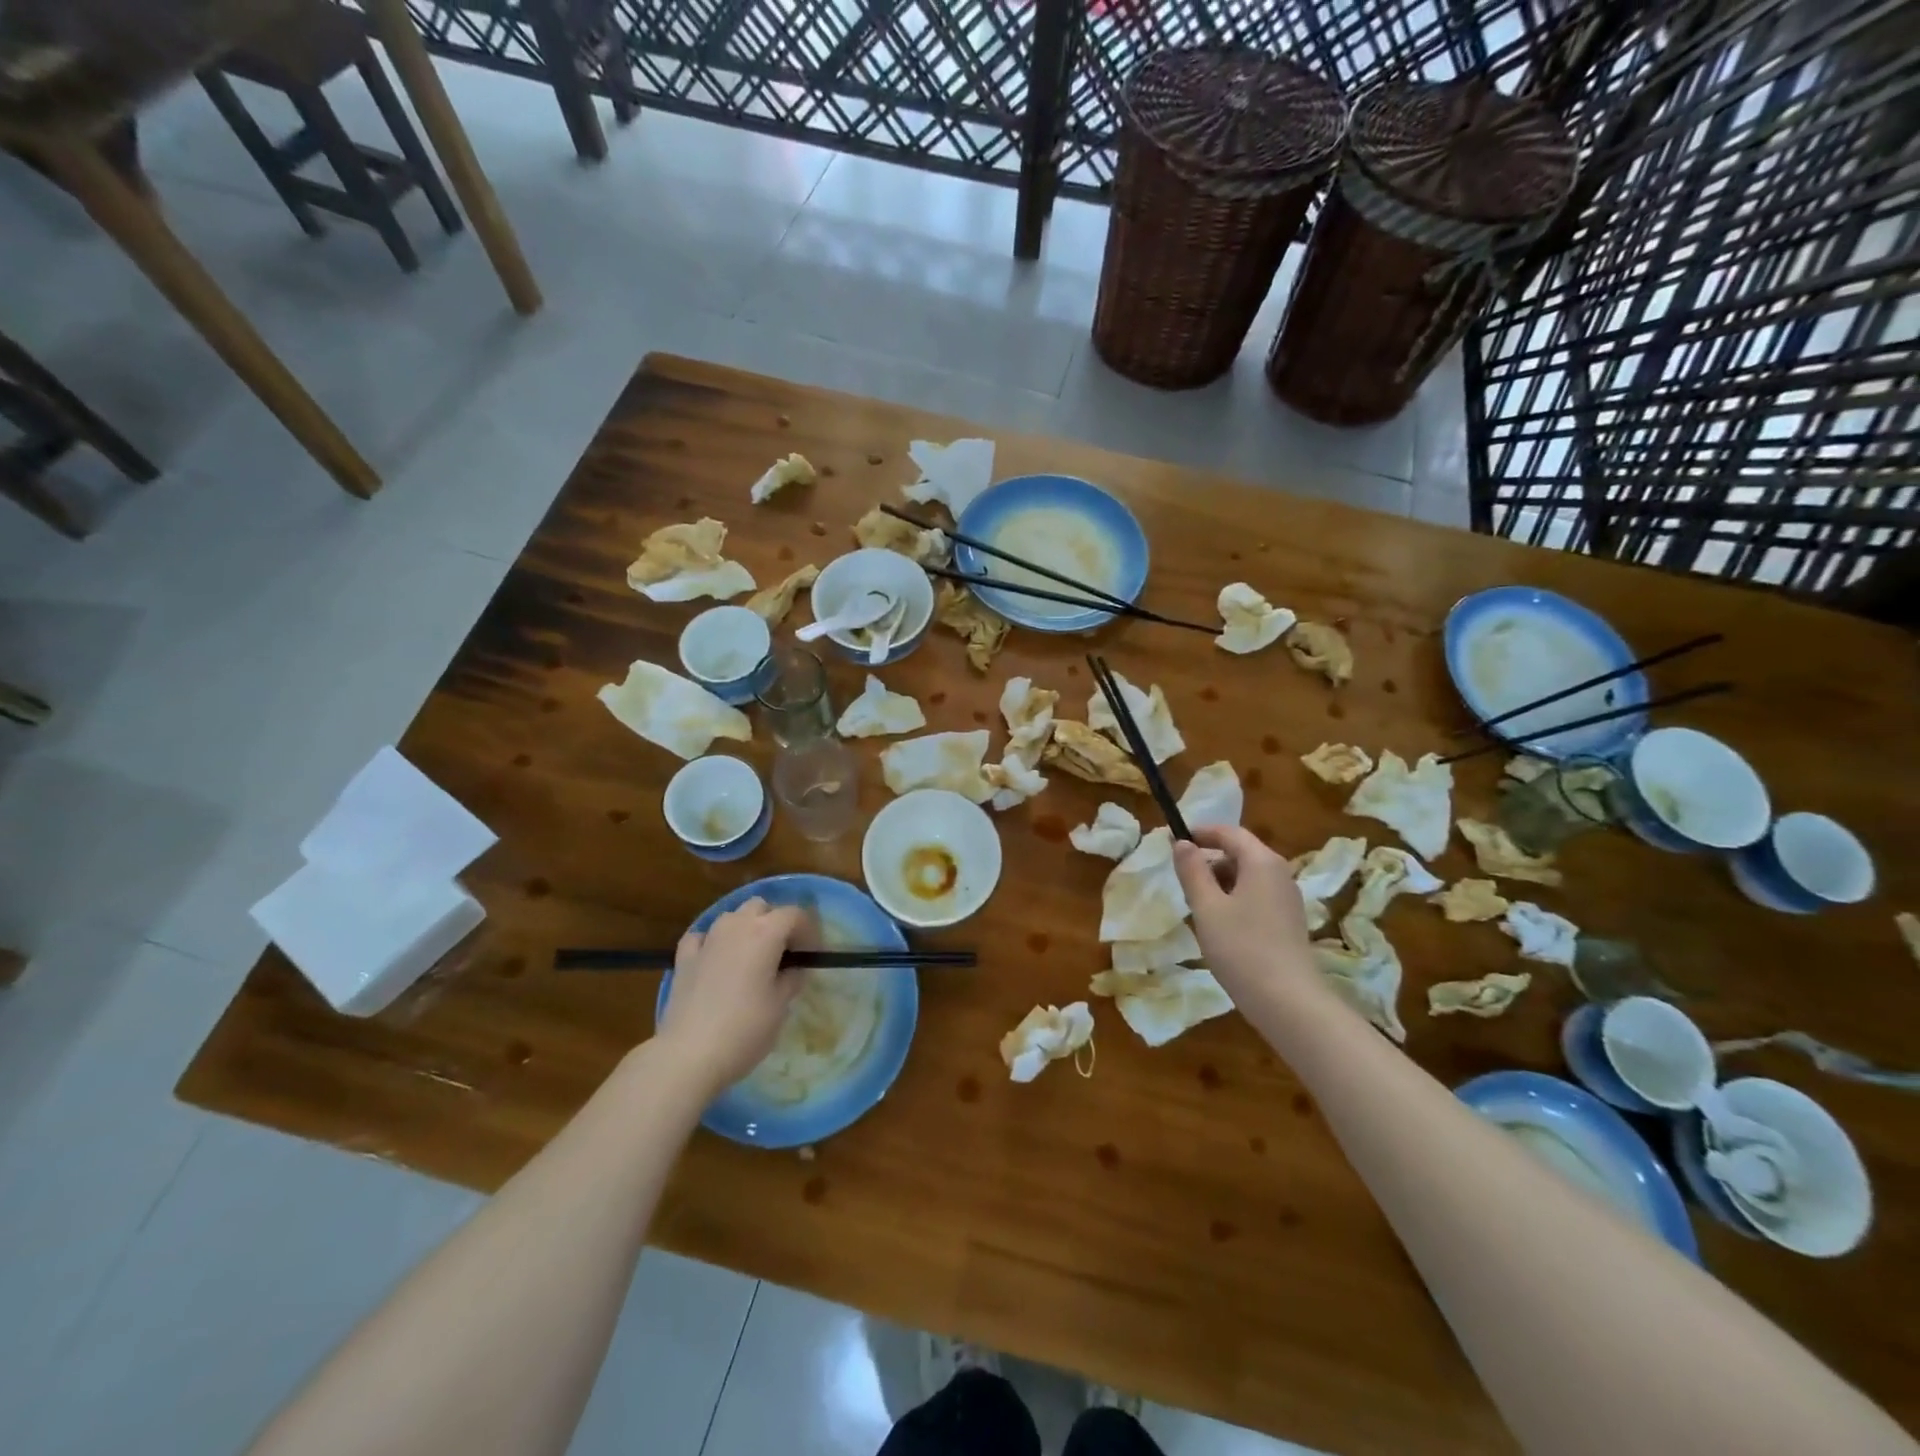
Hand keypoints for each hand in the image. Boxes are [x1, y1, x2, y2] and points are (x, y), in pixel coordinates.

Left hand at [658, 897, 809, 1096]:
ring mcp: (706, 940)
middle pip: (761, 907)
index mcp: (765, 933)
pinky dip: (714, 942)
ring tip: (751, 958)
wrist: (689, 1055)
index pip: (795, 914)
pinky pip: (703, 936)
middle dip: (775, 923)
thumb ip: (792, 977)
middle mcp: (735, 926)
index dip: (809, 931)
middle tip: (783, 954)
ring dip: (746, 929)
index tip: (812, 956)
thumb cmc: (745, 1029)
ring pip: (731, 917)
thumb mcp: (781, 1005)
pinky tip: (716, 960)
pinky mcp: (683, 958)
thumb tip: (793, 968)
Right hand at [1173, 826, 1318, 1000]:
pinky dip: (1234, 900)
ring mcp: (1287, 899)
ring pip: (1248, 877)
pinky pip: (1257, 897)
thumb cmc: (1241, 947)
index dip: (1202, 832)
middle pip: (1241, 853)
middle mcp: (1280, 874)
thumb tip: (1182, 843)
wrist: (1287, 1001)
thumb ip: (1192, 871)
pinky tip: (1219, 926)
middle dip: (1210, 861)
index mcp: (1262, 862)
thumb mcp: (1206, 907)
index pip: (1230, 833)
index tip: (1174, 840)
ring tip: (1196, 906)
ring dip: (1220, 883)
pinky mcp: (1288, 922)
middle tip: (1182, 880)